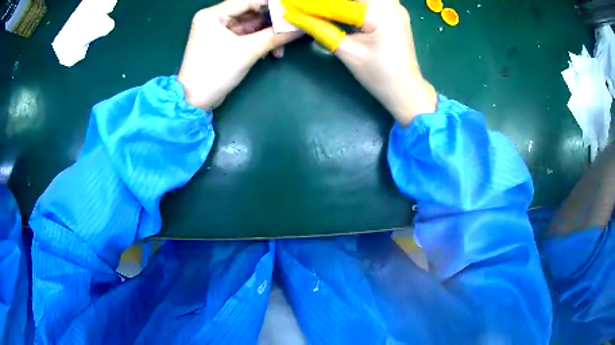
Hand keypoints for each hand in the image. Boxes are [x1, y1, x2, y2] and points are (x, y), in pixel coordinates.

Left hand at [179, 0, 299, 109]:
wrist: (195, 101)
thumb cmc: (215, 72)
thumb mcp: (246, 51)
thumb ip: (274, 36)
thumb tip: (300, 28)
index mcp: (213, 15)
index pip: (248, 1)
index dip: (271, 4)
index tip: (291, 11)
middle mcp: (215, 19)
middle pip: (250, 12)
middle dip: (271, 22)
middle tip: (290, 29)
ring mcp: (219, 31)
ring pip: (251, 25)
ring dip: (268, 35)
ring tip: (281, 48)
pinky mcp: (223, 43)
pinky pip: (246, 36)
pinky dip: (259, 42)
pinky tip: (271, 52)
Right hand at [283, 0, 436, 124]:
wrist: (406, 89)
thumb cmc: (379, 76)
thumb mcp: (348, 53)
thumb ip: (321, 30)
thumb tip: (295, 16)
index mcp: (381, 16)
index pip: (338, 4)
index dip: (313, 5)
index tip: (291, 6)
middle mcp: (392, 5)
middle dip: (329, 2)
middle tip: (309, 7)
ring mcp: (396, 7)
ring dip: (342, 2)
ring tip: (323, 8)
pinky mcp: (395, 11)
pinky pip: (372, 0)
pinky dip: (354, 2)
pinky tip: (341, 7)